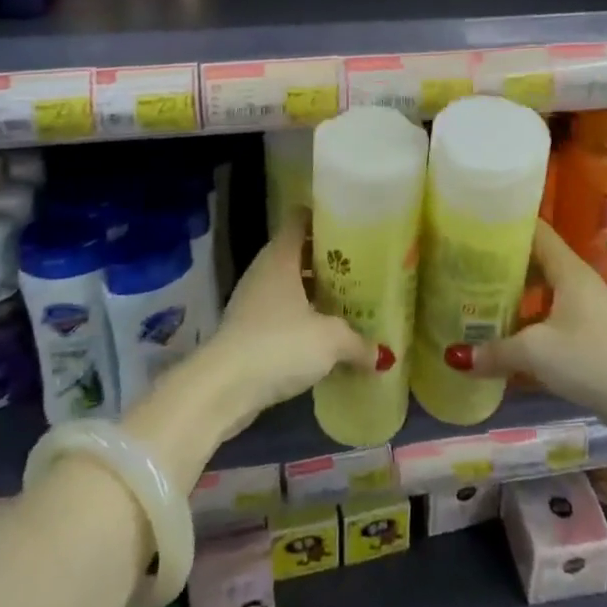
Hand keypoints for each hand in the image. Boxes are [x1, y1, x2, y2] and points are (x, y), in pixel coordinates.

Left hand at [200, 211, 386, 436]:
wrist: (222, 389)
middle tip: (360, 268)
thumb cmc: (279, 344)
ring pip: (289, 284)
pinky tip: (324, 335)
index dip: (323, 218)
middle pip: (297, 252)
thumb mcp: (329, 340)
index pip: (299, 219)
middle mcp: (264, 271)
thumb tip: (383, 356)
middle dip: (327, 260)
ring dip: (314, 292)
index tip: (351, 226)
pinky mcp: (247, 330)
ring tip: (348, 301)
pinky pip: (281, 313)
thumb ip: (358, 342)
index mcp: (281, 257)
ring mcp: (252, 300)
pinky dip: (301, 318)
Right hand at [443, 221, 606, 443]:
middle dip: (499, 267)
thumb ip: (496, 351)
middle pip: (533, 264)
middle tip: (461, 269)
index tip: (472, 225)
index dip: (505, 225)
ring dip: (511, 302)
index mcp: (567, 270)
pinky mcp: (589, 342)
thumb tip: (455, 357)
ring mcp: (584, 313)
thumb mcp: (537, 352)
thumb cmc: (595, 359)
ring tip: (473, 305)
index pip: (534, 231)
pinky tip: (501, 347)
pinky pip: (548, 326)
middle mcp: (576, 284)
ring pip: (539, 298)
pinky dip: (525, 331)